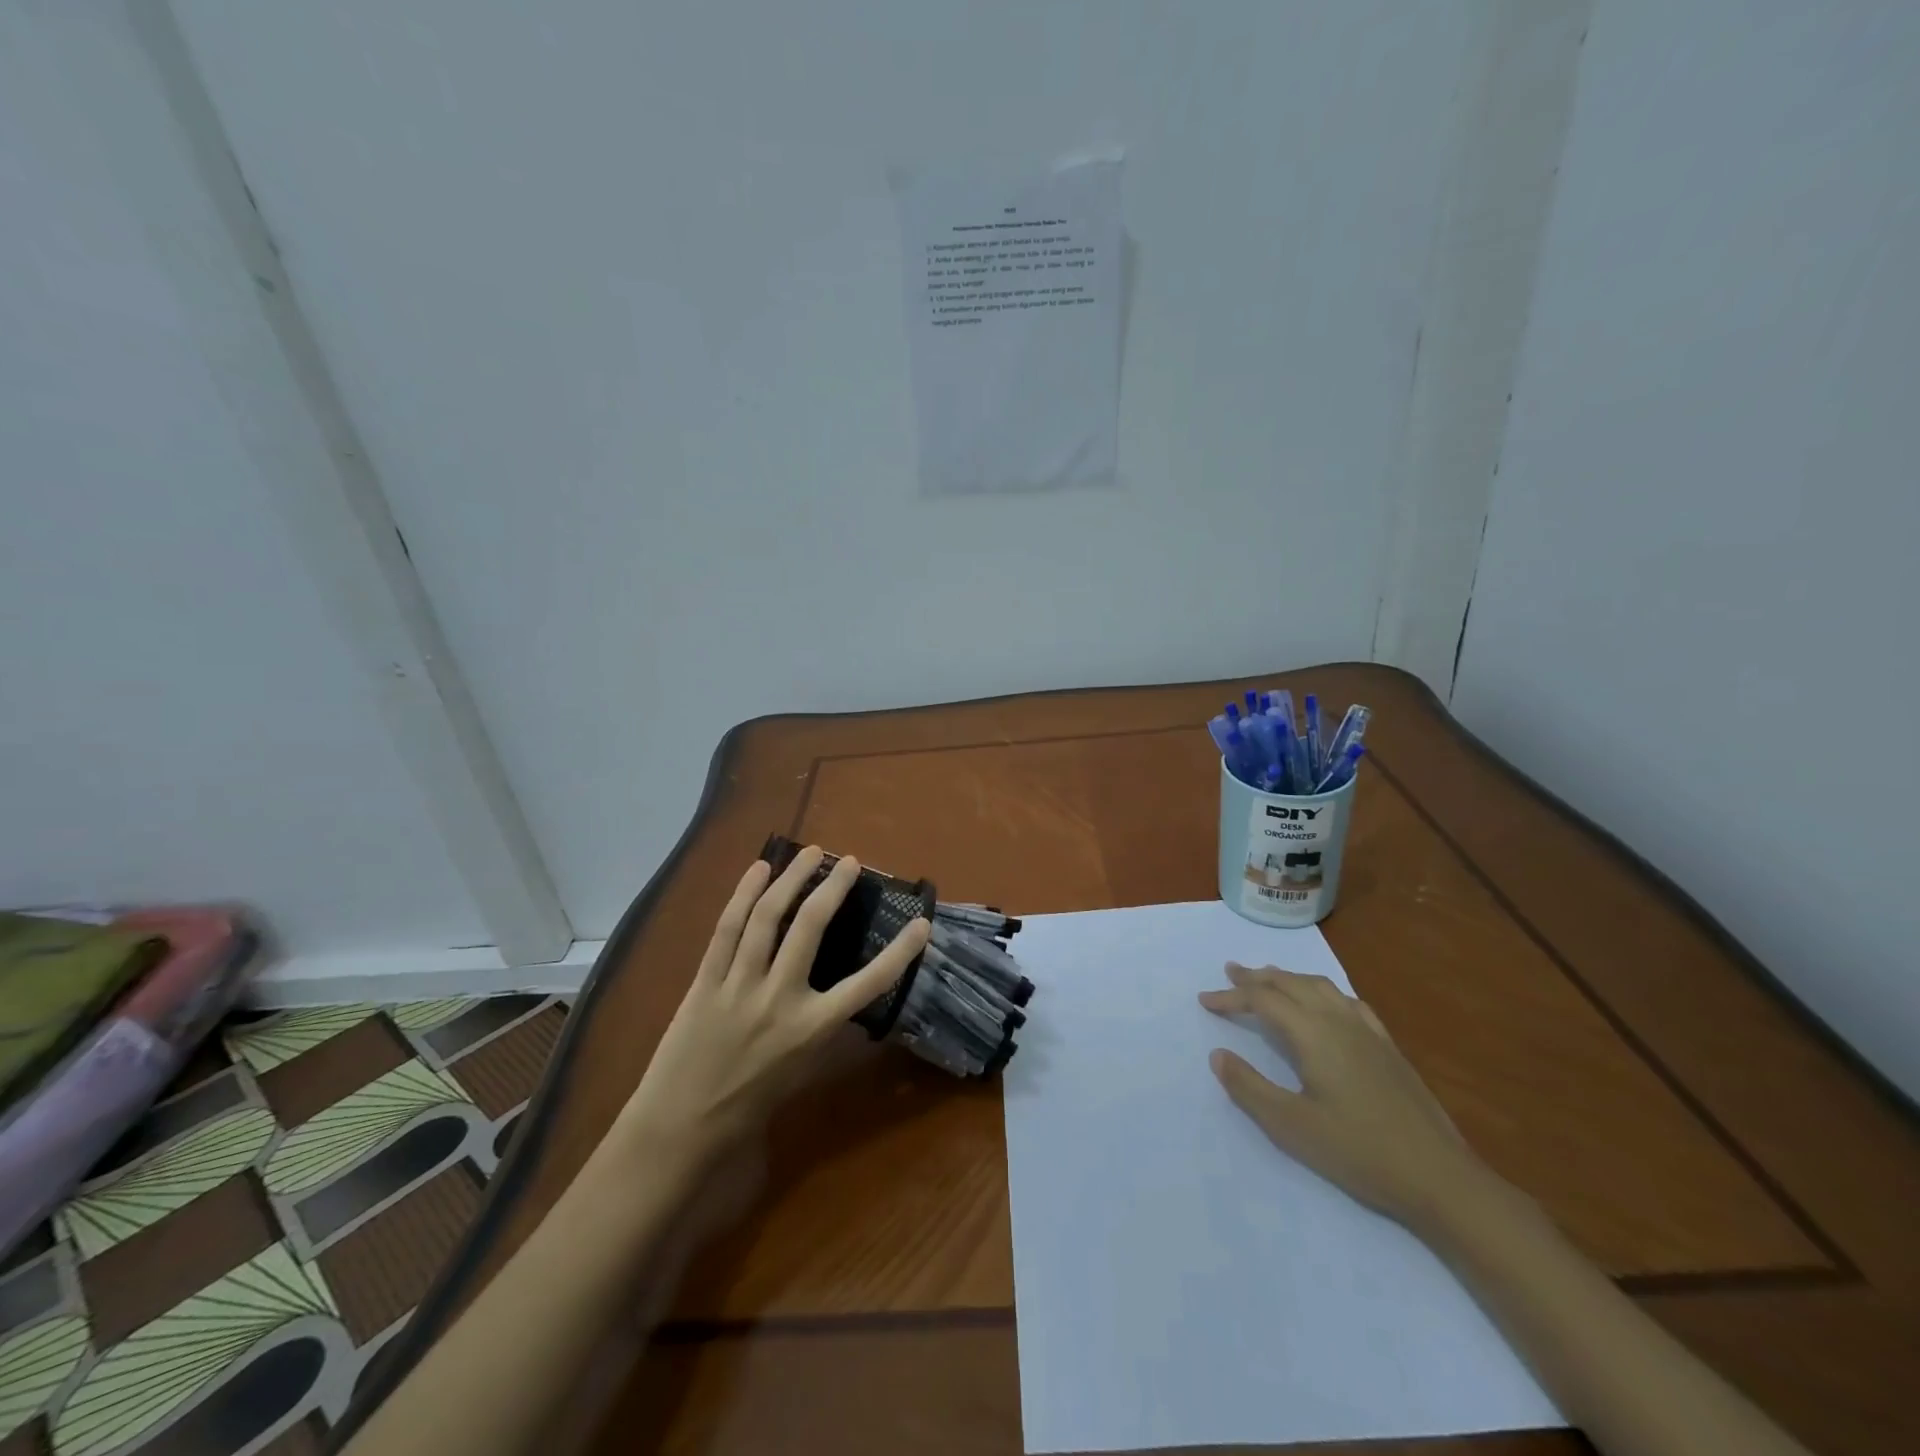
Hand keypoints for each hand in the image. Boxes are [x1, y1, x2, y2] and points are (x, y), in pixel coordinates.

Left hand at [605, 848, 929, 1178]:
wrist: (682, 1126)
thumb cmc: (752, 1102)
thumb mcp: (803, 1068)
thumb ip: (823, 1023)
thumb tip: (841, 985)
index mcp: (812, 1028)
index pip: (869, 984)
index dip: (900, 952)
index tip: (921, 924)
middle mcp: (780, 998)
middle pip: (811, 927)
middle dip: (834, 887)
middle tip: (851, 862)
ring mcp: (739, 985)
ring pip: (768, 917)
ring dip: (791, 878)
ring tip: (809, 853)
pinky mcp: (706, 980)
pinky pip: (727, 928)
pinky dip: (744, 894)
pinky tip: (758, 870)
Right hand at [1200, 962, 1495, 1232]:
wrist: (1440, 1178)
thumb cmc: (1359, 1152)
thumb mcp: (1291, 1126)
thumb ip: (1249, 1087)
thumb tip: (1217, 1055)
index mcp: (1313, 1034)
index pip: (1262, 1000)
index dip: (1231, 997)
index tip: (1204, 1001)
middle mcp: (1338, 1020)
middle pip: (1291, 983)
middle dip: (1257, 977)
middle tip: (1231, 973)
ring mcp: (1368, 1032)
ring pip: (1321, 987)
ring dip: (1289, 979)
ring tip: (1270, 980)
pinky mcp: (1388, 1048)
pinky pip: (1348, 1002)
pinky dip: (1323, 992)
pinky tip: (1326, 1005)